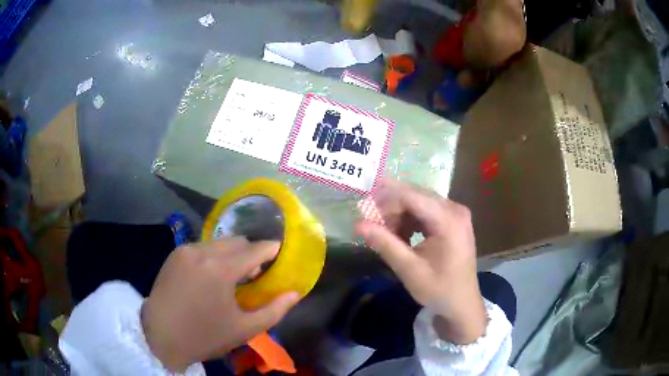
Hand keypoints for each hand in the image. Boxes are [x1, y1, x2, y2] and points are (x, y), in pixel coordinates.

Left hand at [141, 238, 298, 371]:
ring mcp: (186, 250)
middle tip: (254, 273)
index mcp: (222, 270)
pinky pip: (202, 246)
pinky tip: (210, 276)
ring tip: (231, 276)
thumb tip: (295, 293)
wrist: (161, 336)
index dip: (271, 249)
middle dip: (250, 252)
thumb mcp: (245, 329)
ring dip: (231, 254)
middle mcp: (203, 251)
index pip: (255, 249)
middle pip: (237, 241)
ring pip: (218, 242)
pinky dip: (213, 255)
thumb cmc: (205, 335)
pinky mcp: (174, 253)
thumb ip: (275, 310)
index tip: (279, 253)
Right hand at [356, 180, 486, 343]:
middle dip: (391, 208)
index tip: (363, 206)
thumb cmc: (439, 289)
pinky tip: (402, 237)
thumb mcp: (409, 269)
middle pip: (415, 196)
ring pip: (419, 203)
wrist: (462, 303)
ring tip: (387, 236)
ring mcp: (456, 213)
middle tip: (371, 224)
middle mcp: (454, 209)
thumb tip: (358, 225)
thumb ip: (385, 244)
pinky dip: (410, 220)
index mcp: (448, 220)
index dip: (384, 197)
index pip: (411, 196)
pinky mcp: (453, 220)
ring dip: (400, 216)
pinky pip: (426, 211)